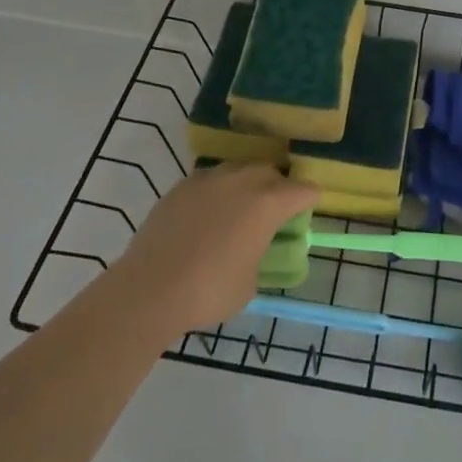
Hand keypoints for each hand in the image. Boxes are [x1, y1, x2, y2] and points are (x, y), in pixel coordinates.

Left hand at [105, 164, 317, 336]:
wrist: (149, 289)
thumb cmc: (209, 291)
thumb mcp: (249, 284)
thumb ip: (260, 258)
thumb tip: (253, 252)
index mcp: (267, 203)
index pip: (302, 190)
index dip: (310, 198)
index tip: (311, 205)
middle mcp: (242, 181)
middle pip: (270, 172)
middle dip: (278, 187)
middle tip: (275, 210)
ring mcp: (209, 179)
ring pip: (238, 170)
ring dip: (246, 184)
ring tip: (240, 208)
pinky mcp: (181, 186)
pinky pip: (210, 180)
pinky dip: (217, 192)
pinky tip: (208, 214)